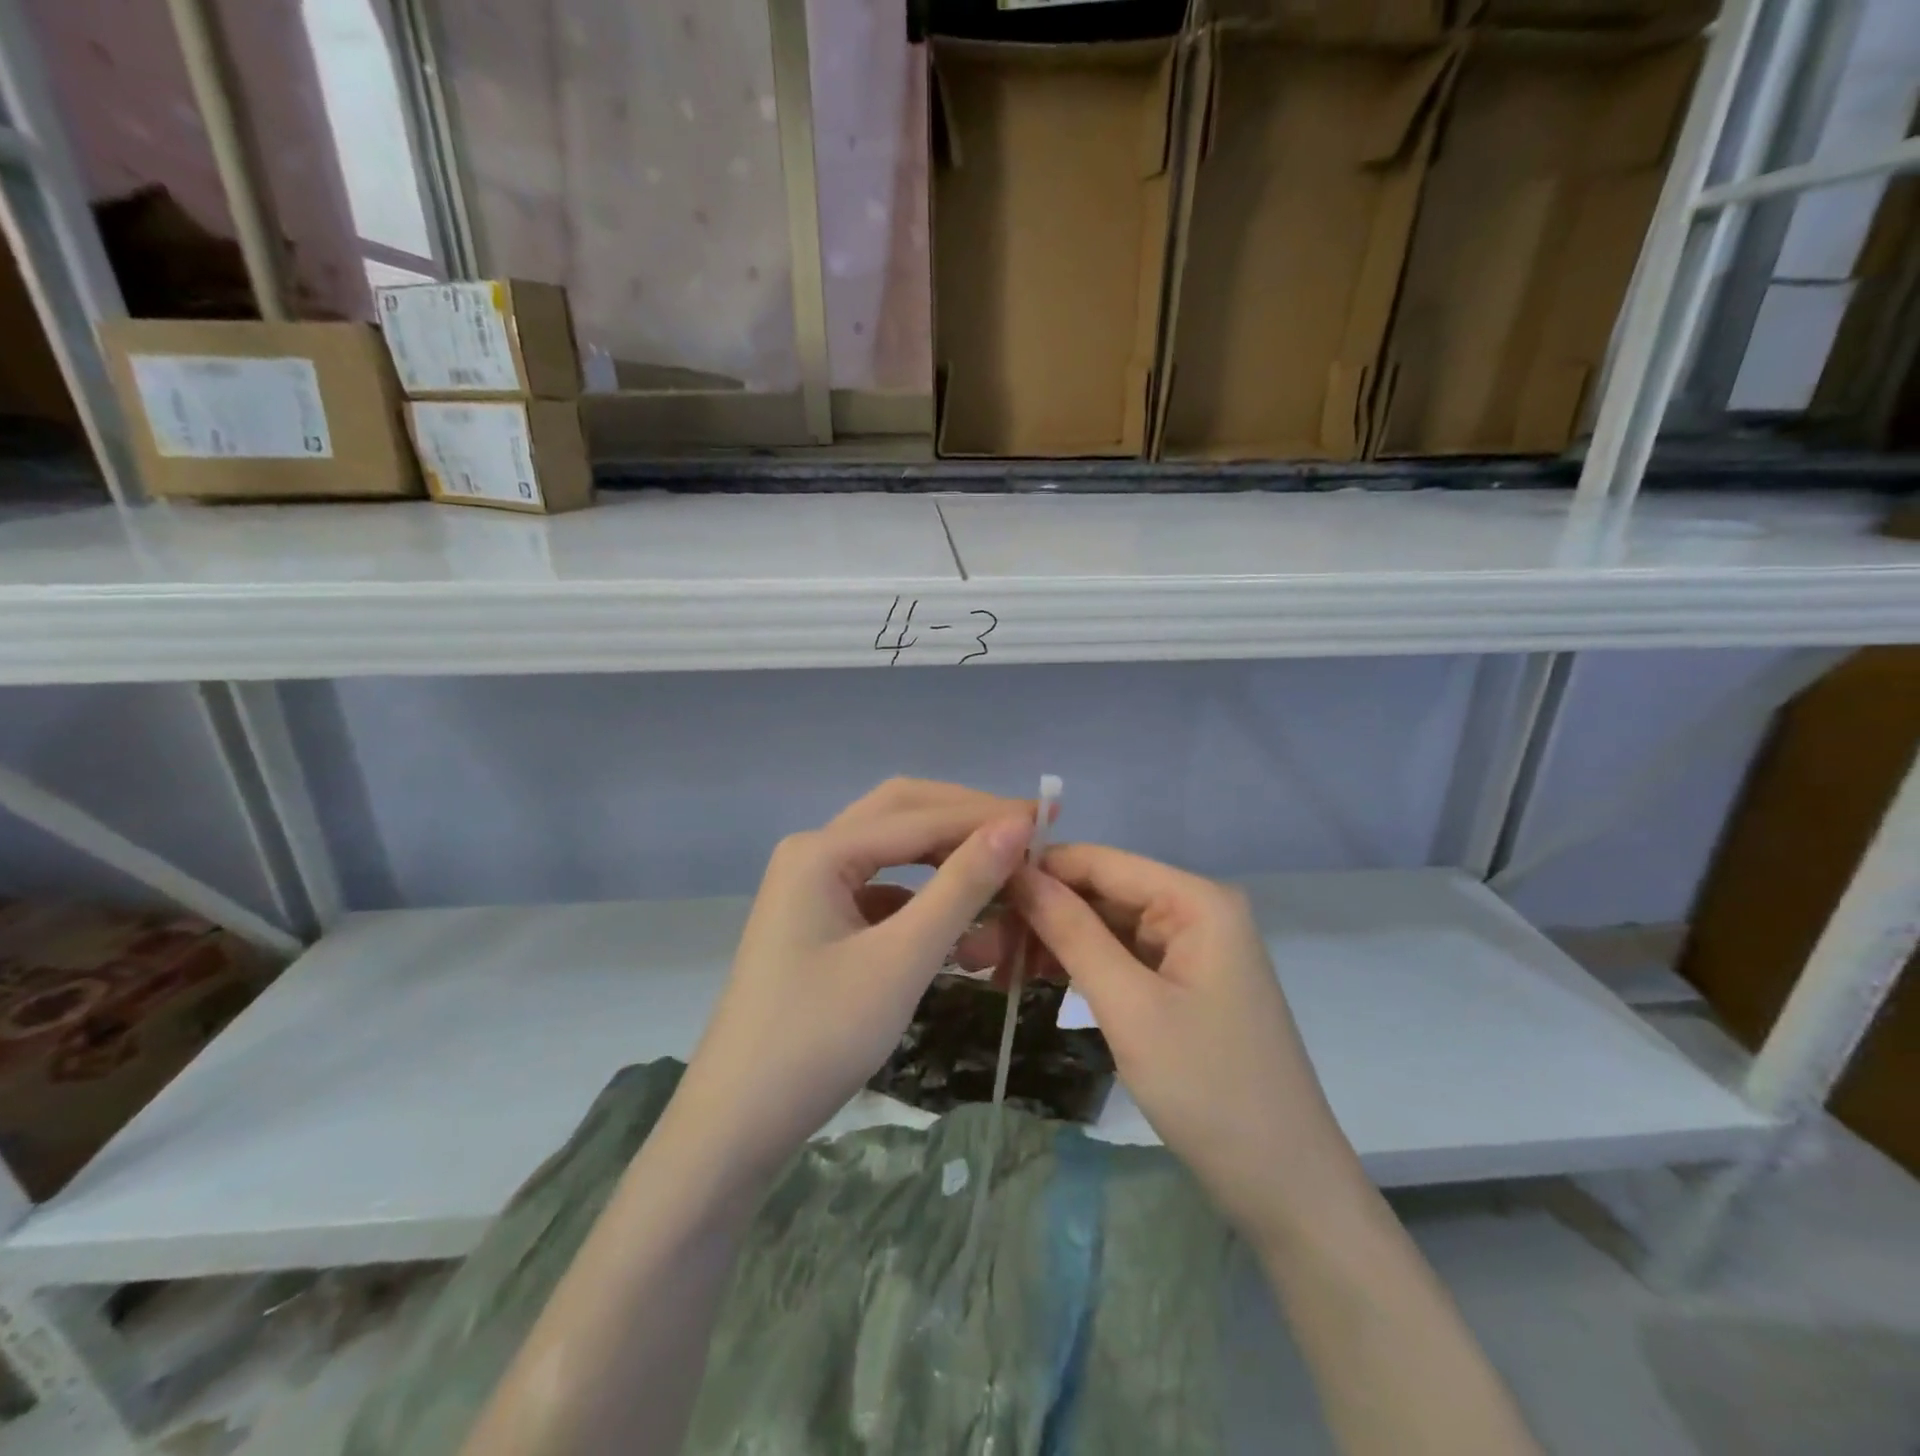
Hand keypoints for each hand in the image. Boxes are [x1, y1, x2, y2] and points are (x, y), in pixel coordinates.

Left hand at [667, 780, 1033, 1181]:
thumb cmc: (818, 1039)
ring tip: (1003, 871)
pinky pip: (882, 891)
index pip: (921, 816)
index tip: (1050, 817)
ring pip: (893, 852)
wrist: (736, 1125)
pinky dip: (924, 897)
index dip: (988, 815)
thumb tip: (1016, 826)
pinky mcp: (818, 921)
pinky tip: (960, 923)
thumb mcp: (901, 960)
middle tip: (1027, 831)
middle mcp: (813, 853)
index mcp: (821, 851)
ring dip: (946, 858)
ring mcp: (811, 887)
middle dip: (965, 819)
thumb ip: (961, 887)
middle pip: (902, 814)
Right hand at [1011, 846, 1359, 1246]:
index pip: (1100, 861)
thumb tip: (1018, 873)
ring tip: (990, 964)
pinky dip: (1077, 966)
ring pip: (1104, 926)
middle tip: (975, 944)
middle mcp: (1194, 910)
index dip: (1037, 869)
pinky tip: (1030, 977)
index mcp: (1195, 900)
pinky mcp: (1181, 984)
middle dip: (1039, 913)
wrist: (1286, 1189)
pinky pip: (1119, 957)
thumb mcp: (1130, 1007)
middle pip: (1100, 892)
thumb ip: (1072, 932)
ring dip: (1051, 941)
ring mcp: (1189, 949)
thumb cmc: (1210, 1090)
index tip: (974, 887)